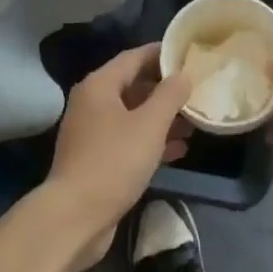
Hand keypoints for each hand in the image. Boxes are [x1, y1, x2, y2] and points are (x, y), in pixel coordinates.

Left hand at [44, 44, 191, 267]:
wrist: (75, 217)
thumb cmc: (114, 162)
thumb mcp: (149, 125)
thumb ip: (170, 95)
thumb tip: (183, 75)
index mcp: (99, 86)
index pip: (134, 57)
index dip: (162, 54)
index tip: (189, 55)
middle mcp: (92, 104)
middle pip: (133, 86)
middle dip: (166, 89)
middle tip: (197, 90)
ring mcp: (93, 133)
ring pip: (133, 115)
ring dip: (163, 118)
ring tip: (195, 122)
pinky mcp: (97, 159)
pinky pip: (129, 140)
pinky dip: (152, 140)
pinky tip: (179, 150)